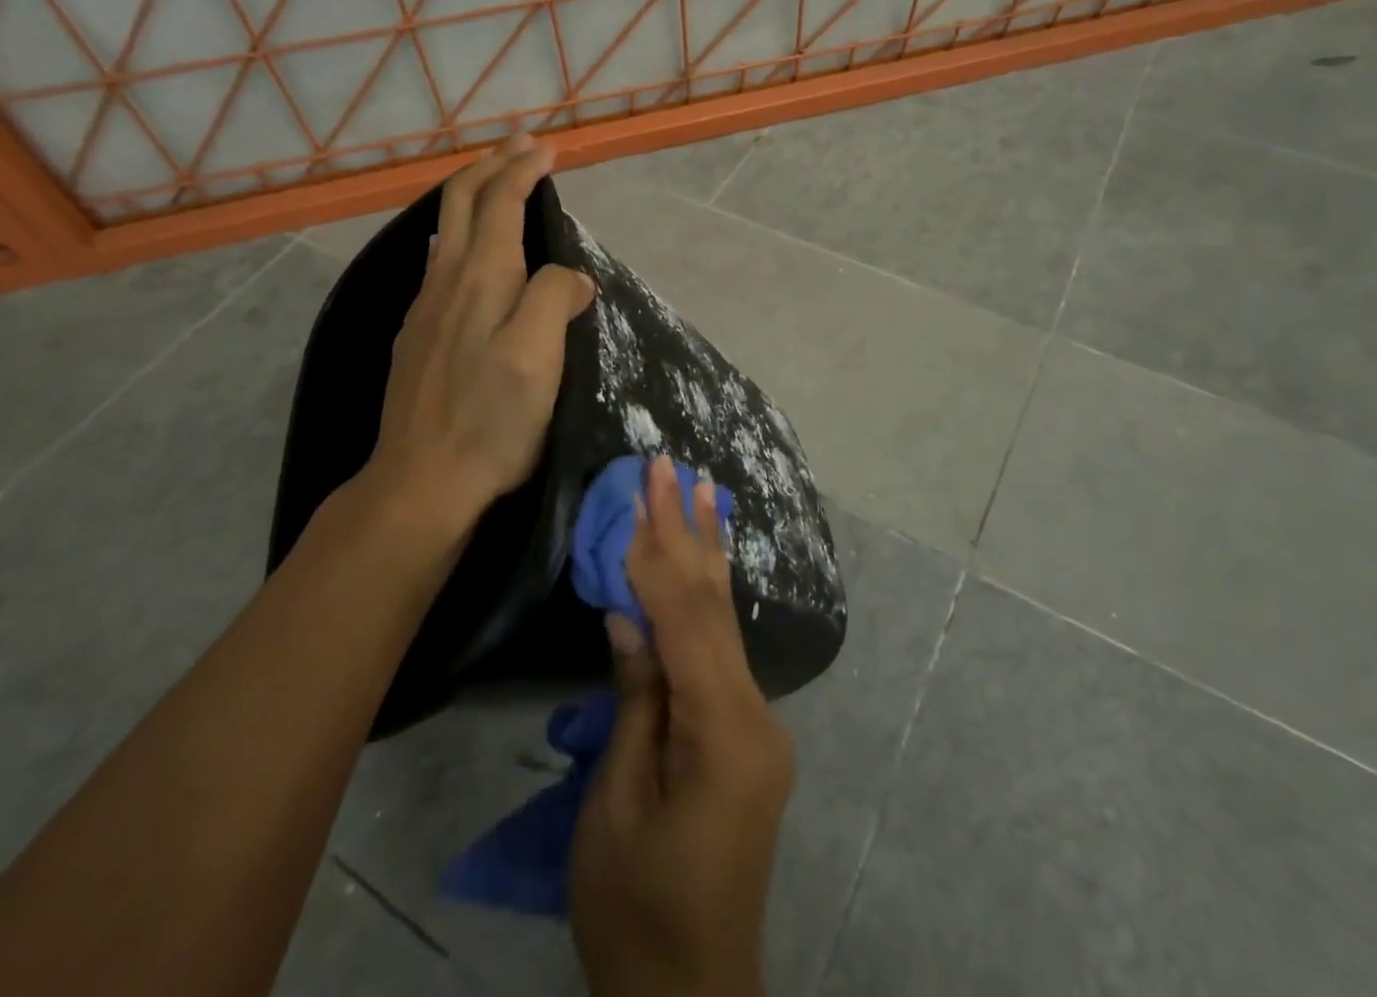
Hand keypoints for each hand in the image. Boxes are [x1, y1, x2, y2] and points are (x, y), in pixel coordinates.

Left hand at [359, 134, 594, 548]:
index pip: (500, 203)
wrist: (421, 481)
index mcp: (481, 278)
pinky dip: (460, 234)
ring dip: (473, 196)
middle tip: (520, 146)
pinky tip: (465, 251)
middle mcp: (446, 281)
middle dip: (491, 166)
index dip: (522, 170)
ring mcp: (425, 309)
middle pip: (462, 203)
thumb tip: (570, 276)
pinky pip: (439, 262)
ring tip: (497, 185)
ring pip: (445, 230)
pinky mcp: (418, 336)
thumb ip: (553, 300)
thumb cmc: (490, 420)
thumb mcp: (538, 358)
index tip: (546, 149)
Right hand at [569, 457, 795, 996]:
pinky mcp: (748, 736)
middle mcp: (755, 714)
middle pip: (714, 606)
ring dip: (706, 553)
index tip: (644, 488)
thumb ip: (635, 700)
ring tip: (703, 493)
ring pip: (725, 623)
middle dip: (690, 530)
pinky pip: (722, 653)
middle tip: (677, 466)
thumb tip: (628, 613)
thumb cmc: (637, 908)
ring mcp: (758, 724)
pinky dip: (706, 602)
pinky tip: (706, 568)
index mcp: (724, 731)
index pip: (685, 617)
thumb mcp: (618, 805)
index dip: (658, 549)